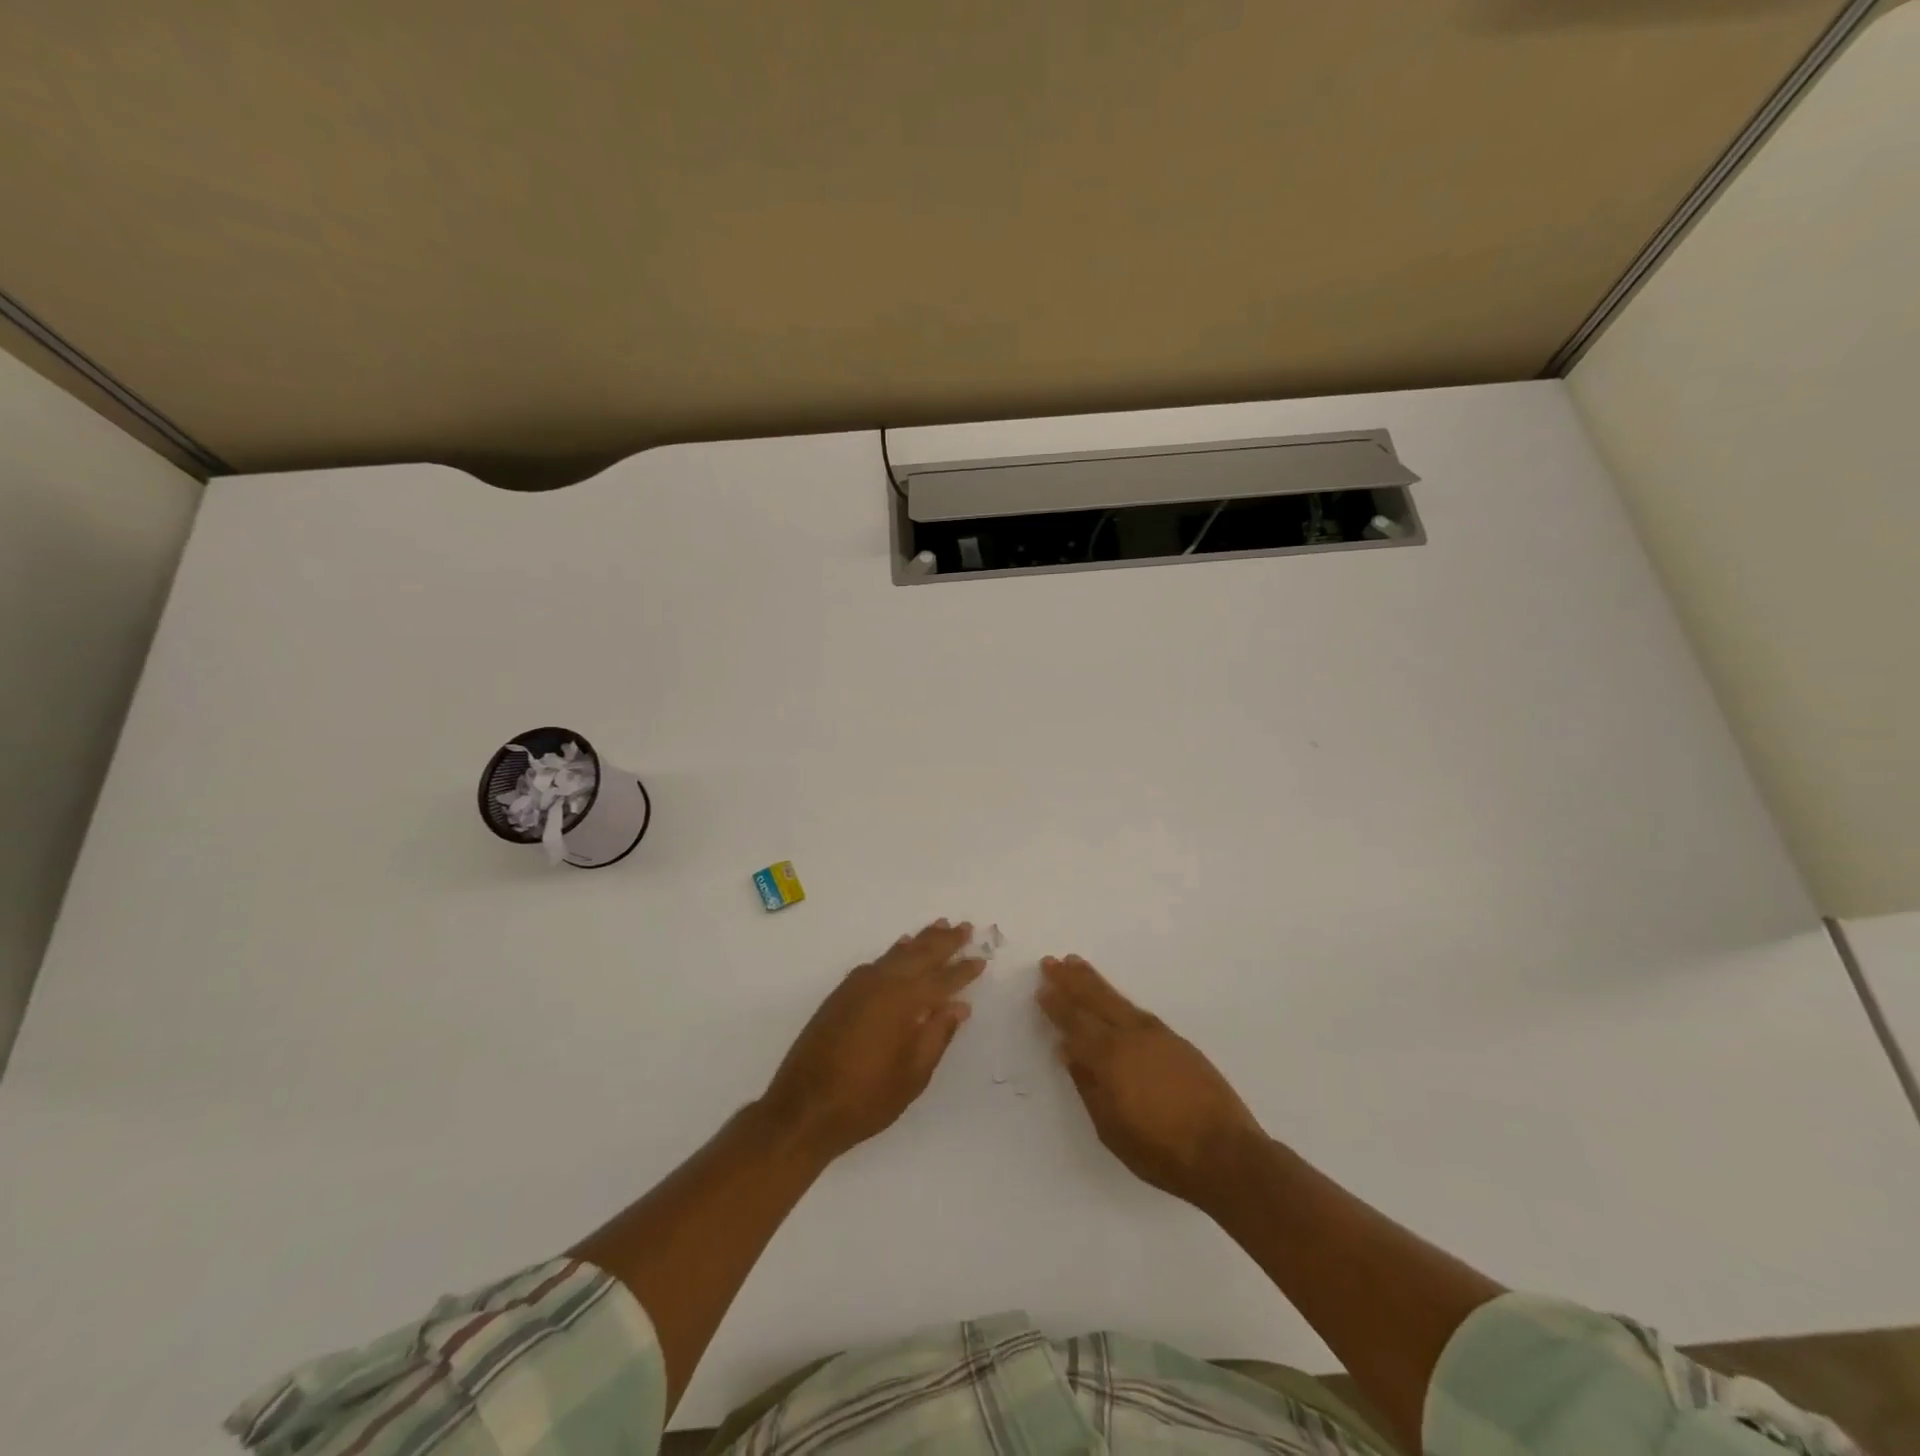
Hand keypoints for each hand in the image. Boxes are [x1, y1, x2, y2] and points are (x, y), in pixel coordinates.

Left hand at [762, 921, 985, 1160]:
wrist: (804, 1108)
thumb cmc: (866, 1098)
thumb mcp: (913, 1074)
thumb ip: (937, 1035)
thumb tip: (958, 1006)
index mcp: (905, 1002)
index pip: (943, 980)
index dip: (964, 970)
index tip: (982, 958)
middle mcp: (883, 984)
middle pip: (920, 955)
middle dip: (944, 942)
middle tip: (964, 927)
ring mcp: (858, 986)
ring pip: (897, 954)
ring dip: (920, 941)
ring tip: (938, 926)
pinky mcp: (842, 994)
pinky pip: (877, 962)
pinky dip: (894, 953)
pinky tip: (901, 949)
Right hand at [1038, 955, 1262, 1207]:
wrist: (1225, 1153)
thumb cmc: (1160, 1151)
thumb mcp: (1111, 1128)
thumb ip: (1087, 1085)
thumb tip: (1067, 1050)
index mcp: (1109, 1057)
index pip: (1075, 1022)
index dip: (1057, 1004)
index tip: (1042, 987)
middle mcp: (1131, 1036)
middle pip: (1094, 1000)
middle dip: (1070, 981)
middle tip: (1052, 962)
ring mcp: (1157, 1036)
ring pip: (1117, 1000)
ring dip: (1093, 982)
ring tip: (1076, 964)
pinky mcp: (1177, 1042)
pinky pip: (1138, 1011)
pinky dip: (1118, 999)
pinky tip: (1113, 1000)